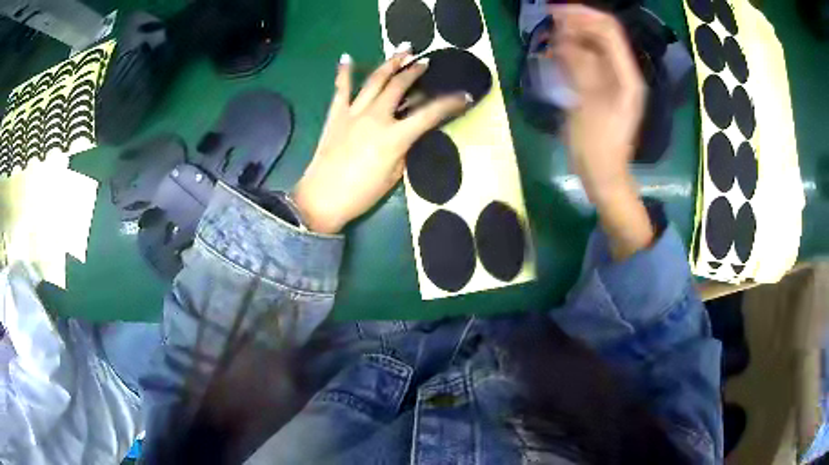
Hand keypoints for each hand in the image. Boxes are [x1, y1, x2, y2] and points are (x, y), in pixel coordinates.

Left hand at [293, 47, 470, 233]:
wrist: (322, 199)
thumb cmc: (362, 193)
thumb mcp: (395, 174)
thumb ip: (405, 148)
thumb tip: (410, 130)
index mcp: (395, 137)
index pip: (430, 114)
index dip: (450, 103)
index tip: (465, 95)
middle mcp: (376, 117)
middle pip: (400, 86)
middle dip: (415, 71)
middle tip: (425, 62)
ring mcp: (353, 112)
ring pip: (375, 80)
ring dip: (391, 63)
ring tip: (402, 50)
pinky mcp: (335, 114)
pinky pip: (341, 89)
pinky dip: (344, 72)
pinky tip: (346, 57)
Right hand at [550, 5, 645, 201]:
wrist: (603, 175)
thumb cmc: (597, 146)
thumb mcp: (587, 105)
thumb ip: (579, 67)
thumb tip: (566, 37)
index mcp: (627, 76)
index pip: (608, 31)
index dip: (583, 15)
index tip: (555, 12)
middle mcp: (623, 73)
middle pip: (602, 35)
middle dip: (576, 24)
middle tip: (549, 24)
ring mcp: (613, 81)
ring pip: (593, 47)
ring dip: (572, 38)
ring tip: (551, 41)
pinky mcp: (602, 88)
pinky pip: (588, 62)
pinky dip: (572, 54)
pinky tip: (557, 55)